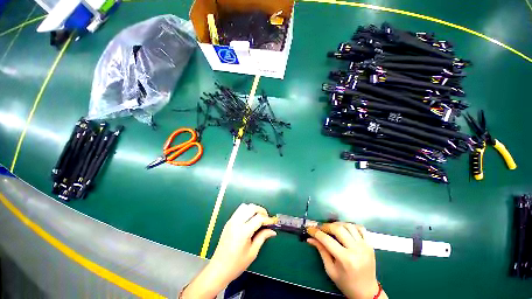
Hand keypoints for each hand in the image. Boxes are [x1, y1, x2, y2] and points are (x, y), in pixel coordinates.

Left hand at [181, 204, 275, 298]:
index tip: (273, 222)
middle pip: (252, 207)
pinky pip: (239, 210)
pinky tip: (250, 220)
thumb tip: (272, 231)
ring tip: (259, 217)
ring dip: (253, 209)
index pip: (259, 218)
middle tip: (266, 218)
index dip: (268, 219)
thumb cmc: (236, 264)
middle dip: (261, 210)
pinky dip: (247, 211)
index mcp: (243, 231)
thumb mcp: (252, 252)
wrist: (218, 269)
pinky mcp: (228, 222)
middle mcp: (236, 223)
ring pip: (245, 206)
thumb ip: (262, 237)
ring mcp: (231, 221)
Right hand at [307, 223, 386, 298]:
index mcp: (345, 259)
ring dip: (337, 224)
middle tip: (320, 228)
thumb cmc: (346, 283)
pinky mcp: (370, 244)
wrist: (367, 291)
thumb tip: (310, 238)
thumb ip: (321, 251)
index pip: (327, 240)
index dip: (316, 233)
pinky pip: (360, 228)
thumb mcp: (330, 269)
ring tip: (331, 228)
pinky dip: (351, 226)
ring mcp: (365, 246)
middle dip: (326, 226)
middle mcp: (356, 250)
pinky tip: (345, 229)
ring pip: (348, 226)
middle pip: (338, 229)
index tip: (310, 229)